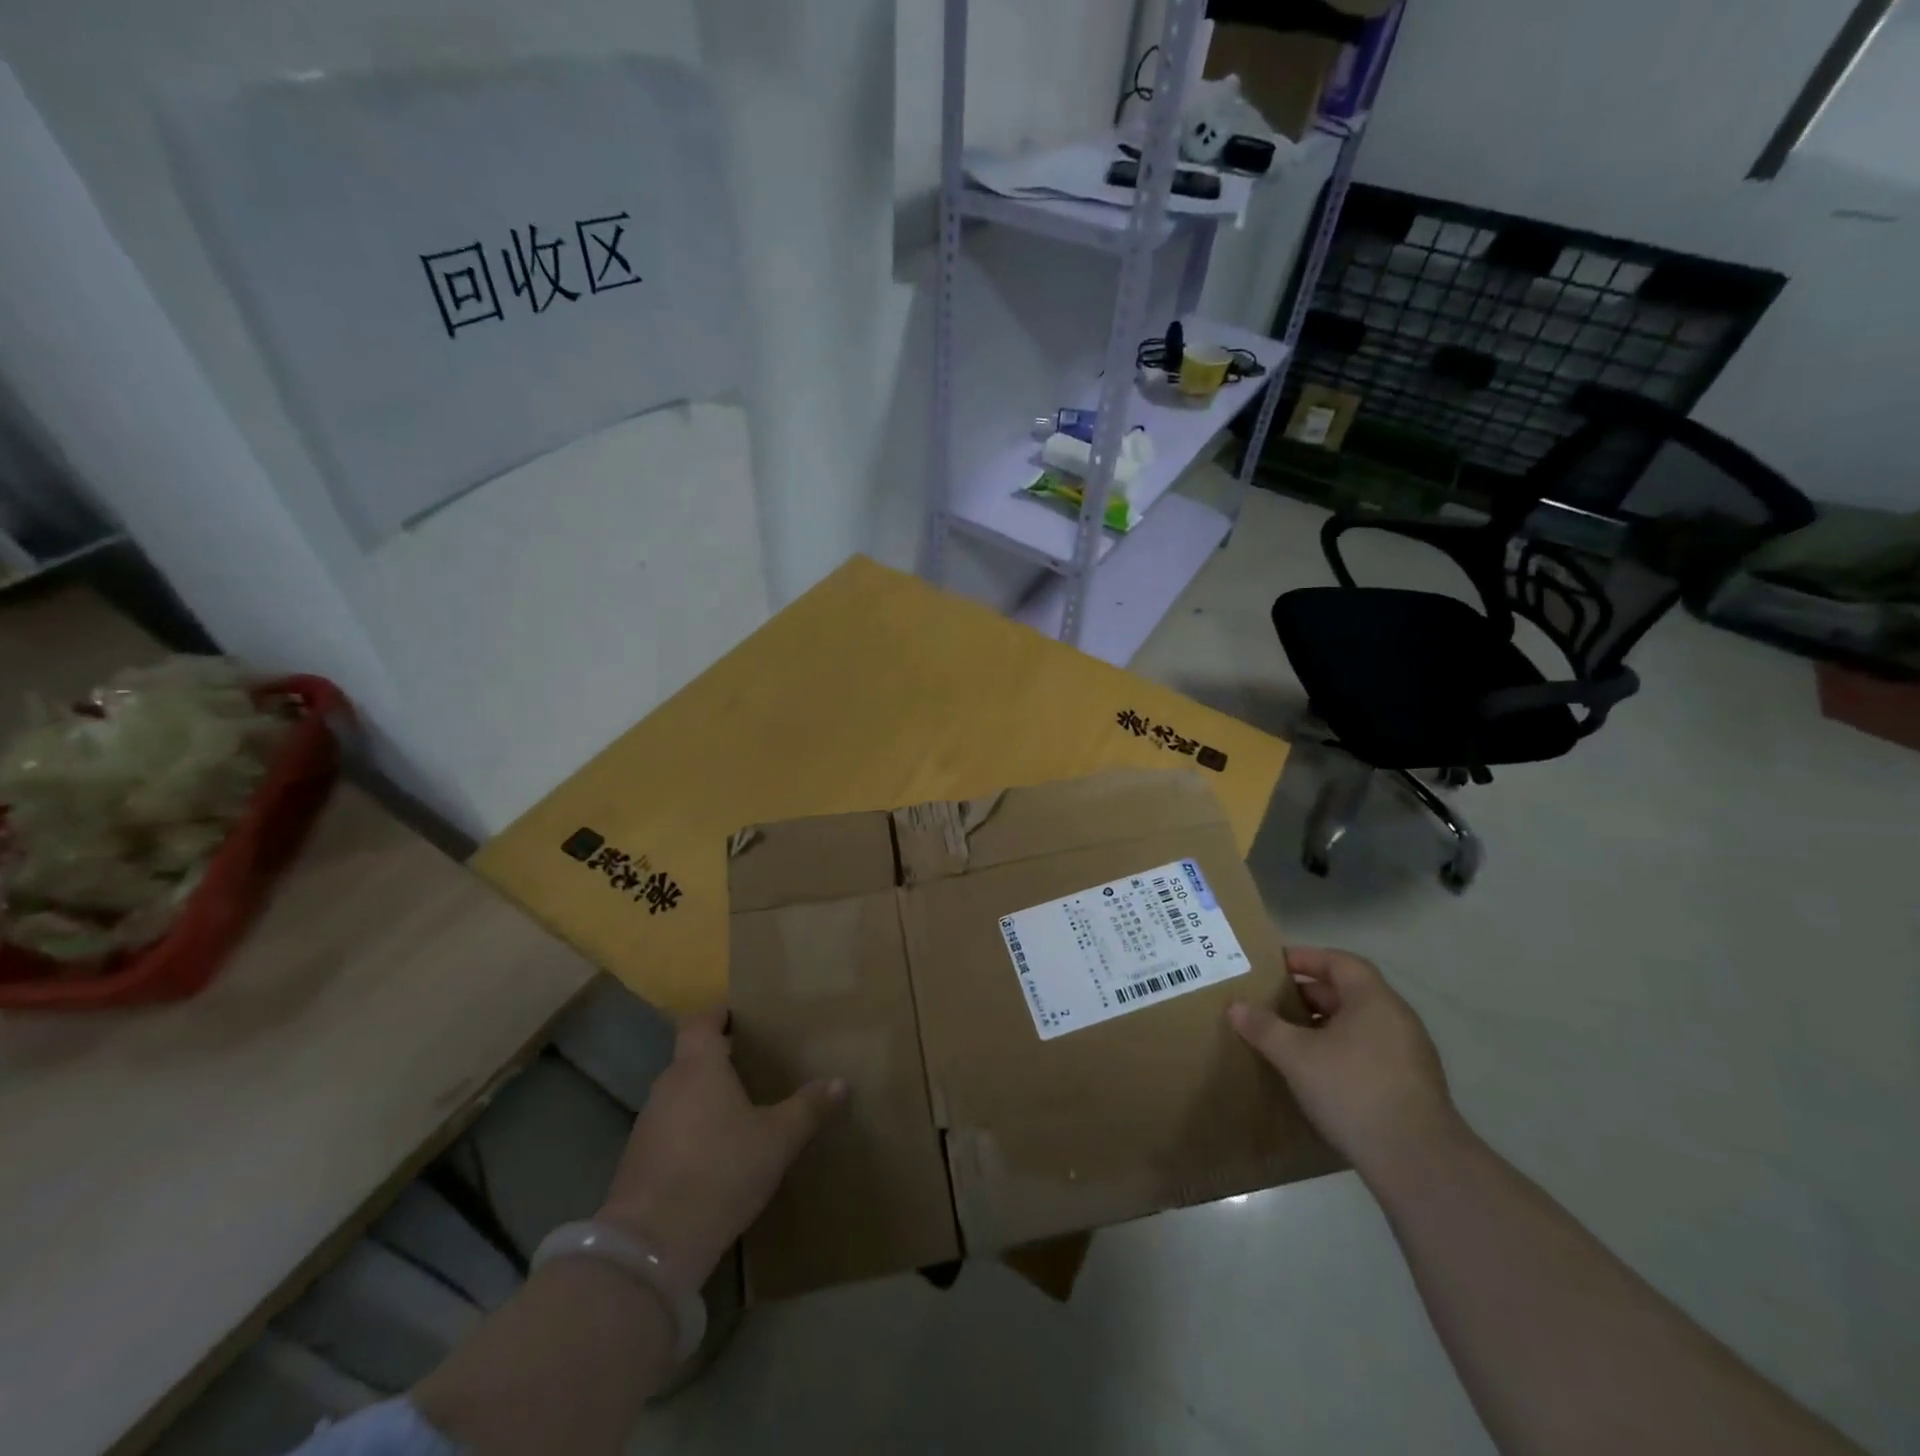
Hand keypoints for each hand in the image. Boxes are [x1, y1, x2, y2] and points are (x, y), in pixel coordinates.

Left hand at [596, 1009, 844, 1288]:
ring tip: (739, 1110)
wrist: (650, 1247)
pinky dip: (691, 1132)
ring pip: (680, 1096)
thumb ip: (808, 1108)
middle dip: (719, 1060)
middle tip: (754, 1066)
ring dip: (704, 1098)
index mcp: (698, 1066)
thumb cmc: (720, 1171)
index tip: (740, 1018)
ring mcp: (647, 1125)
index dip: (718, 1016)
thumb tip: (840, 1082)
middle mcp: (668, 1086)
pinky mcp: (637, 1163)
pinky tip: (715, 1154)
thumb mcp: (777, 1140)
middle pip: (690, 1059)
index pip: (700, 1023)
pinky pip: (670, 1130)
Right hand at [1229, 947, 1464, 1177]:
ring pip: (1359, 1025)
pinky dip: (1341, 1051)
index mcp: (1373, 999)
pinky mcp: (1412, 1087)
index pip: (1339, 962)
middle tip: (1272, 1002)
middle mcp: (1397, 1018)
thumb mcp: (1296, 1055)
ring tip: (1288, 1037)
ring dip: (1324, 1025)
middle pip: (1348, 992)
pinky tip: (1317, 1073)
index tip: (1273, 965)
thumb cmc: (1353, 1089)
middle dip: (1308, 995)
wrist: (1418, 1162)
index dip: (1305, 958)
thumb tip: (1236, 1006)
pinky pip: (1369, 1052)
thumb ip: (1264, 1027)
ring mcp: (1410, 1054)